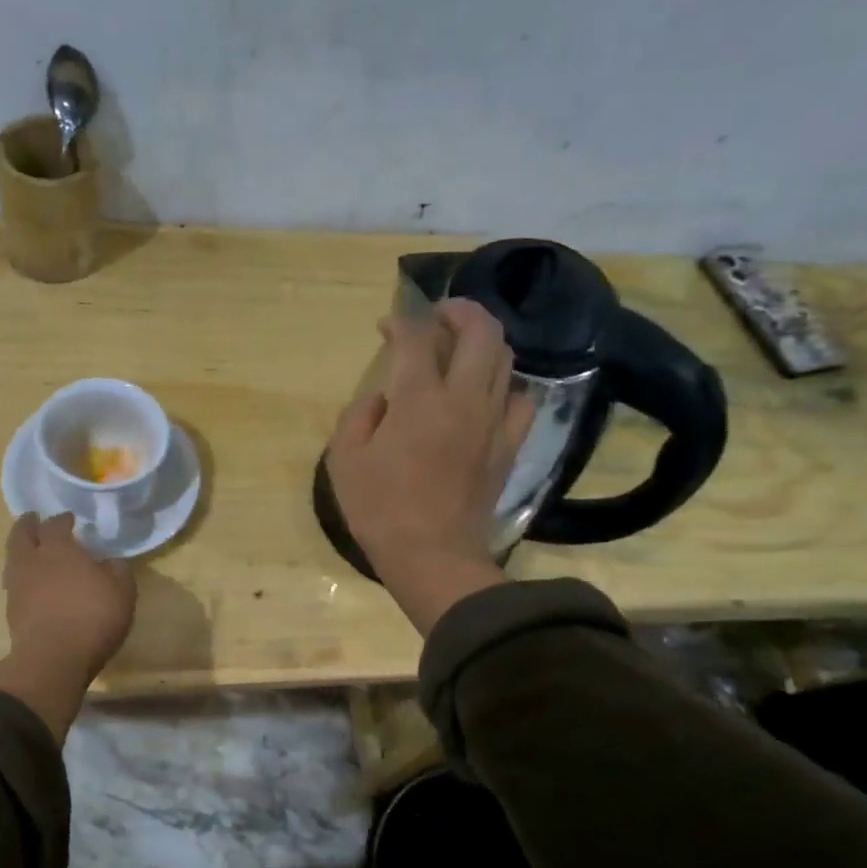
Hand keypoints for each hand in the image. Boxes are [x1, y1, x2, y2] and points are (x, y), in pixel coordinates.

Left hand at [2, 512, 136, 682]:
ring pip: (14, 560)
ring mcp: (17, 588)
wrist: (53, 659)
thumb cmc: (92, 617)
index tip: (69, 518)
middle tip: (34, 520)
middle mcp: (32, 562)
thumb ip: (117, 570)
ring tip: (32, 552)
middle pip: (21, 536)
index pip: (55, 525)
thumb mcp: (122, 591)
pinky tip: (34, 585)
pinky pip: (16, 586)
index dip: (62, 519)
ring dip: (22, 552)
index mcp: (58, 550)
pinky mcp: (12, 613)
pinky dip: (23, 579)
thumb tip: (111, 562)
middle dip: (28, 525)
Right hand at [325, 298, 533, 633]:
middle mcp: (464, 399)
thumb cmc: (380, 510)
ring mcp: (494, 422)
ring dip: (484, 341)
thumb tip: (382, 399)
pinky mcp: (509, 446)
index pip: (417, 338)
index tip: (386, 327)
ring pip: (505, 359)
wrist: (432, 557)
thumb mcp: (345, 460)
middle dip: (459, 311)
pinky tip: (488, 393)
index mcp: (419, 399)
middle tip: (439, 315)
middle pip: (480, 332)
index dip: (401, 322)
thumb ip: (359, 416)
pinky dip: (505, 385)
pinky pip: (521, 400)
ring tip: (462, 347)